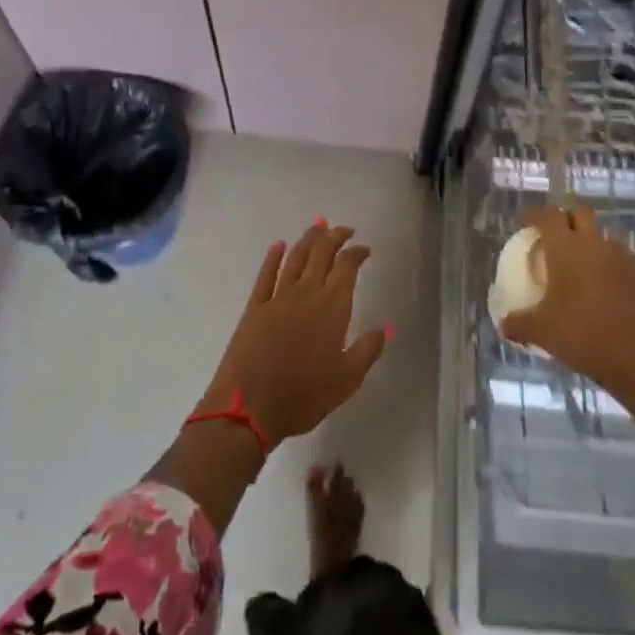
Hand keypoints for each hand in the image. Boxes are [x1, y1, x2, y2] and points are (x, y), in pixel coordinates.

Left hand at [202, 222, 389, 446]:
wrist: (248, 408)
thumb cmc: (304, 396)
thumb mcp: (347, 380)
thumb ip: (368, 350)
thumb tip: (386, 326)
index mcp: (332, 307)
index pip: (347, 267)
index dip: (357, 253)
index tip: (364, 249)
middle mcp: (306, 293)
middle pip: (321, 254)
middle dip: (334, 236)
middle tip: (343, 229)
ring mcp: (277, 298)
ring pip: (295, 258)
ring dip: (308, 239)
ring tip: (318, 227)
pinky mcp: (254, 307)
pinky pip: (266, 275)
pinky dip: (273, 257)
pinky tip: (279, 246)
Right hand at [501, 205, 634, 415]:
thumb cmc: (583, 334)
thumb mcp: (541, 331)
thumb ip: (518, 324)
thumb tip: (503, 325)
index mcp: (566, 248)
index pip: (548, 216)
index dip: (533, 214)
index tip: (524, 222)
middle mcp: (594, 244)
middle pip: (580, 214)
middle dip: (565, 218)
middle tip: (552, 236)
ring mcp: (621, 258)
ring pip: (601, 235)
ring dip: (588, 240)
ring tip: (576, 263)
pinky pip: (617, 258)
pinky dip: (605, 263)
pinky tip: (598, 286)